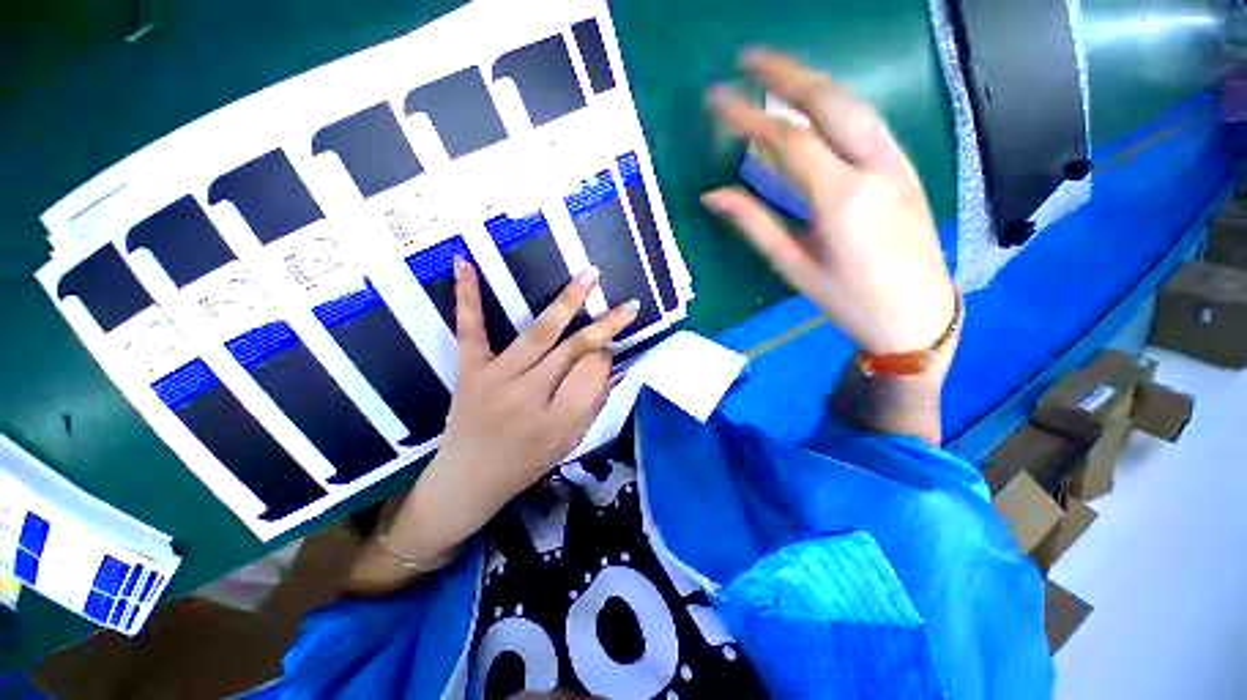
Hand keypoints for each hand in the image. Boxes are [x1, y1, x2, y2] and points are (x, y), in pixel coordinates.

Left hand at [431, 258, 637, 526]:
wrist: (468, 480)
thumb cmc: (525, 463)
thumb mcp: (568, 442)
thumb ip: (591, 402)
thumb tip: (607, 361)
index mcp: (556, 420)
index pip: (592, 375)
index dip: (605, 357)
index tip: (610, 350)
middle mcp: (528, 395)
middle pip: (573, 352)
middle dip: (604, 326)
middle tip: (629, 304)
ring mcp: (495, 377)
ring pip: (538, 334)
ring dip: (566, 303)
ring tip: (589, 276)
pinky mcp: (470, 368)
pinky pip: (470, 329)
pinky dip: (468, 296)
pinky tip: (465, 263)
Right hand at [703, 49, 955, 357]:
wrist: (917, 313)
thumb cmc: (849, 299)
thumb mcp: (794, 265)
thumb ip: (754, 224)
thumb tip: (713, 196)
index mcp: (842, 198)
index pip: (787, 140)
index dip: (747, 117)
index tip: (716, 99)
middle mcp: (874, 165)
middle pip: (827, 100)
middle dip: (784, 73)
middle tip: (746, 58)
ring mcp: (895, 160)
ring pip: (852, 102)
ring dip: (811, 80)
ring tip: (775, 71)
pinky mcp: (903, 164)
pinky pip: (865, 119)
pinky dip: (833, 102)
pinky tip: (813, 102)